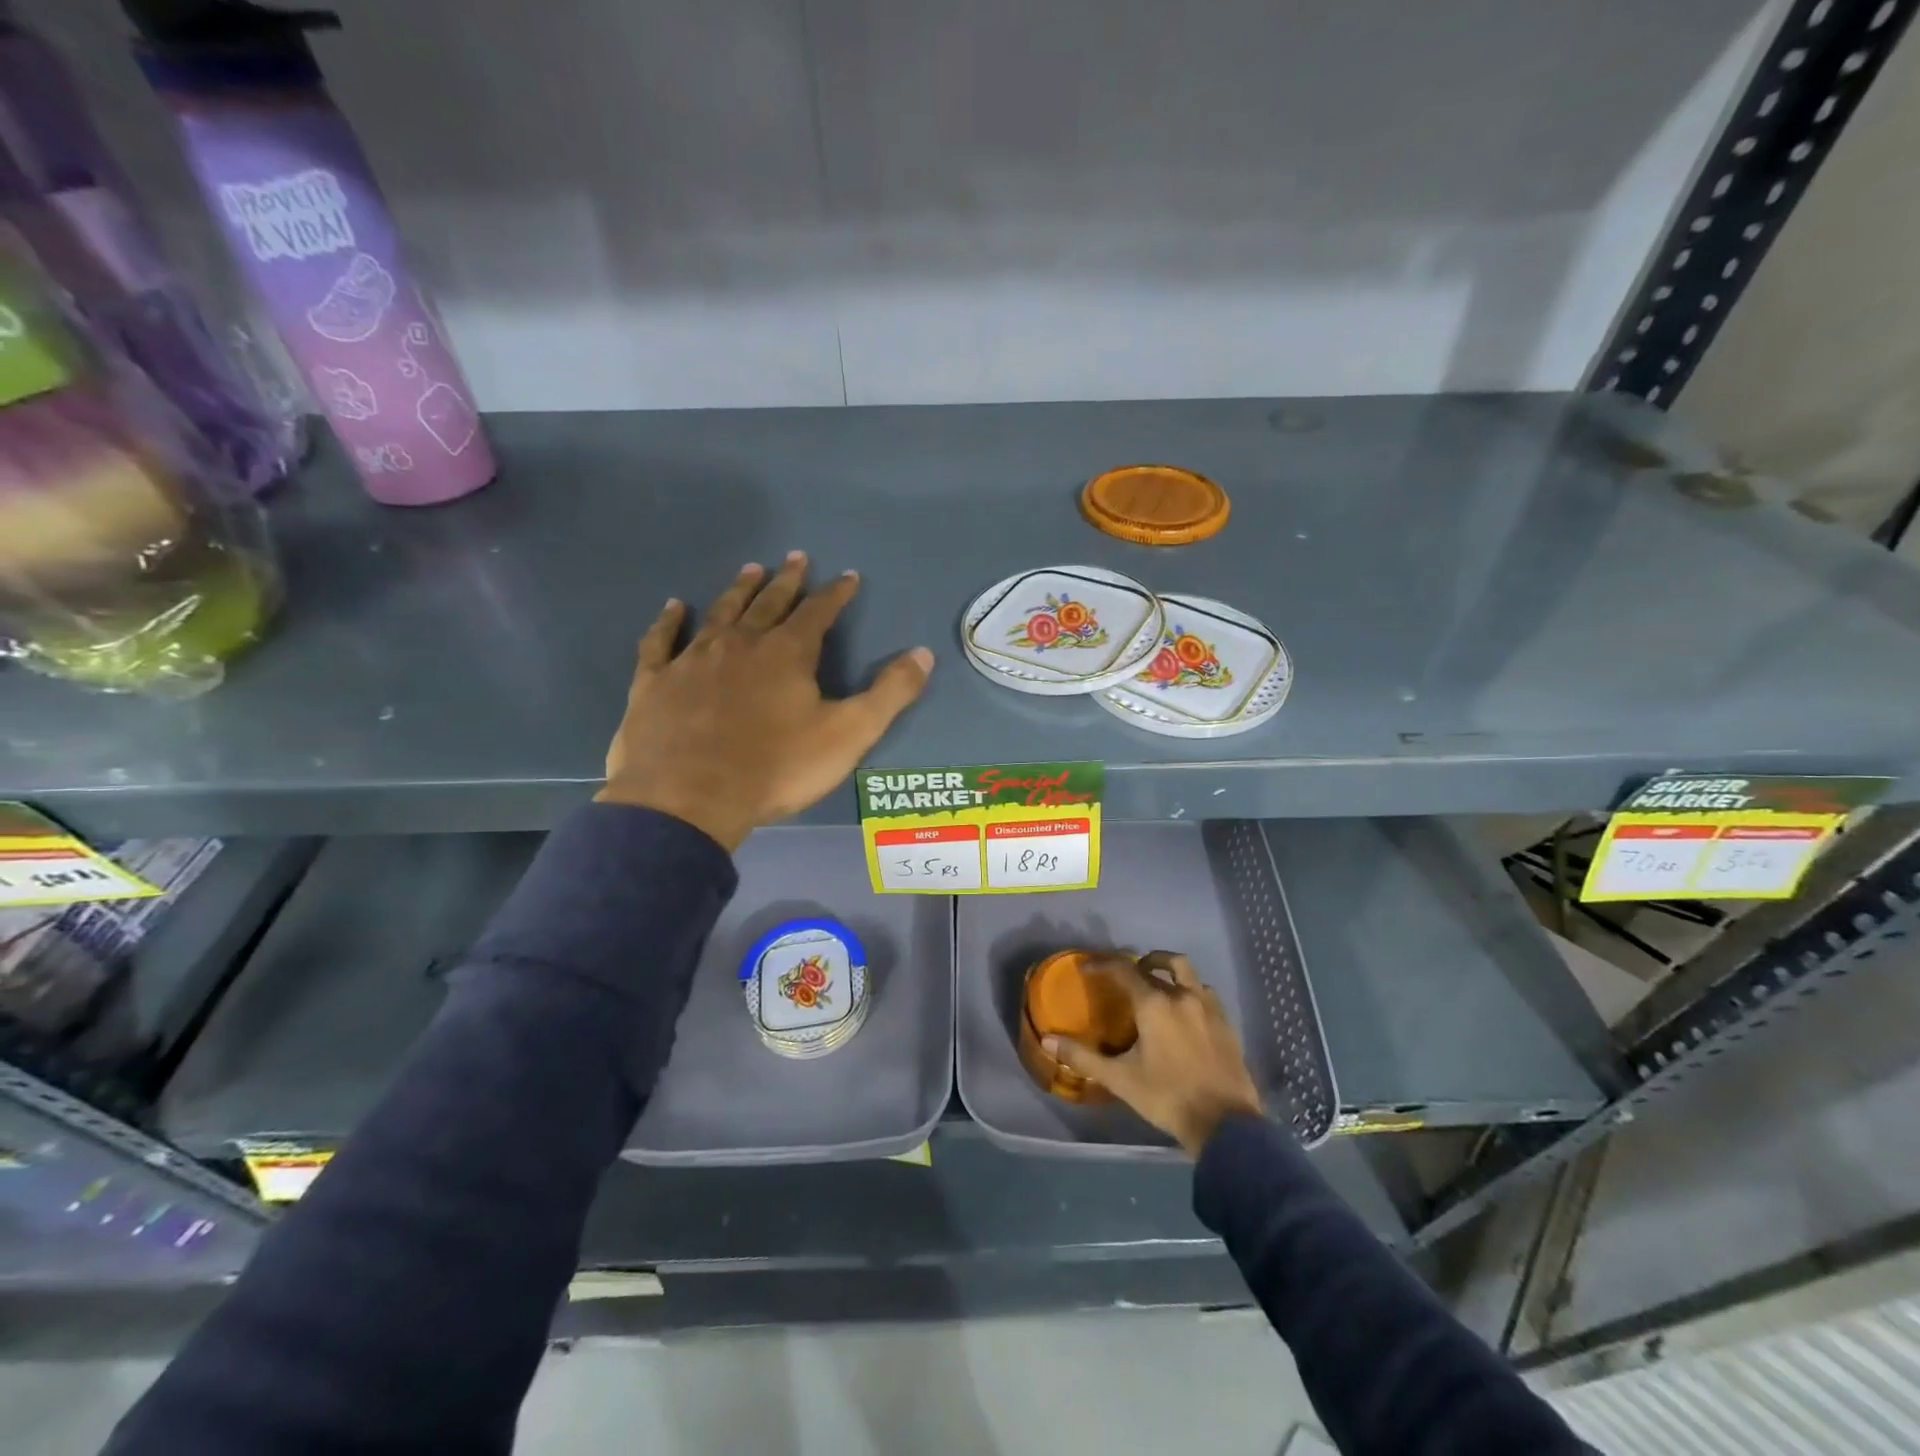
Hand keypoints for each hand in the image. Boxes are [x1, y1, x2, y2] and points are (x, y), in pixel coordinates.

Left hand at [598, 553, 933, 850]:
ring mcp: (692, 660)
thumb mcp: (849, 734)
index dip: (835, 594)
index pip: (818, 612)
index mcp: (787, 653)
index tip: (847, 576)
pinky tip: (674, 607)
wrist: (689, 799)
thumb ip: (889, 693)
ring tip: (750, 569)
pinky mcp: (654, 682)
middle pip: (768, 603)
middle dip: (786, 581)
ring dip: (738, 590)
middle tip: (795, 557)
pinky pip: (661, 642)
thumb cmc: (777, 768)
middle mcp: (740, 644)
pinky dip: (668, 622)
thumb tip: (923, 653)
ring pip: (720, 613)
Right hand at [1046, 951, 1262, 1156]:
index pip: (1124, 970)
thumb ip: (1083, 1057)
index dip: (1102, 964)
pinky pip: (1205, 993)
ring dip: (1168, 970)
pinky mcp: (1227, 1023)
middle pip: (1159, 963)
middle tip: (1125, 974)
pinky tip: (1185, 1011)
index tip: (1087, 967)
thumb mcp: (1120, 1079)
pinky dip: (1190, 991)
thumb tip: (1048, 1041)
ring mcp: (1209, 1008)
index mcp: (1155, 1004)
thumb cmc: (1167, 1097)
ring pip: (1187, 973)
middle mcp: (1183, 996)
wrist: (1226, 1125)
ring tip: (1157, 984)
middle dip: (1138, 963)